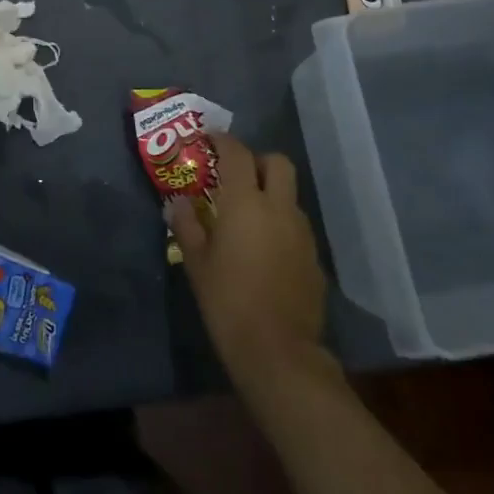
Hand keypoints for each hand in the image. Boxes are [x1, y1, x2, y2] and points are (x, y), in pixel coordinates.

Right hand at [169, 134, 328, 391]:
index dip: (223, 140)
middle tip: (235, 176)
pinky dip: (281, 223)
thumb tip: (179, 202)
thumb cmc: (228, 302)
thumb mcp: (197, 263)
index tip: (209, 139)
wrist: (279, 354)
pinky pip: (296, 225)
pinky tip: (264, 249)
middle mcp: (279, 208)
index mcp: (245, 202)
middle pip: (277, 162)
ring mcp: (302, 232)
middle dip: (257, 161)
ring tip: (247, 217)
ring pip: (289, 194)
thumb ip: (188, 225)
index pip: (237, 153)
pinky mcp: (314, 258)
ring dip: (271, 193)